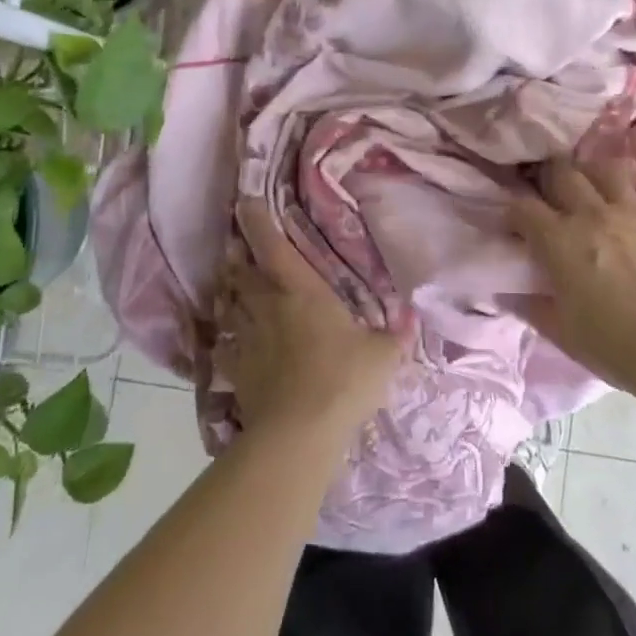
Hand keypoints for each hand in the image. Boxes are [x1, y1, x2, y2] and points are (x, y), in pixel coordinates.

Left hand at [214, 202, 406, 453]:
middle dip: (239, 257)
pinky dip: (222, 336)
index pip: (274, 247)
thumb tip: (413, 319)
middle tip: (237, 248)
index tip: (245, 202)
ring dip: (228, 291)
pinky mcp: (236, 370)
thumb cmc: (344, 379)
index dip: (259, 222)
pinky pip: (223, 344)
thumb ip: (395, 336)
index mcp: (302, 291)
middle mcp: (267, 306)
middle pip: (243, 273)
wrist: (298, 433)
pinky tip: (225, 338)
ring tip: (228, 284)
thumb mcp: (383, 355)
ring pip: (229, 304)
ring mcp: (246, 339)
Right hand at [508, 134, 635, 398]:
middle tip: (545, 183)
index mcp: (559, 243)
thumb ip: (531, 306)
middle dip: (547, 174)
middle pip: (561, 175)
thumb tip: (507, 291)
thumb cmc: (615, 348)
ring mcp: (633, 210)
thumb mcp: (561, 331)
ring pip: (603, 168)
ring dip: (590, 165)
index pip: (523, 209)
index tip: (513, 220)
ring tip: (585, 168)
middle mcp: (592, 215)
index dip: (512, 210)